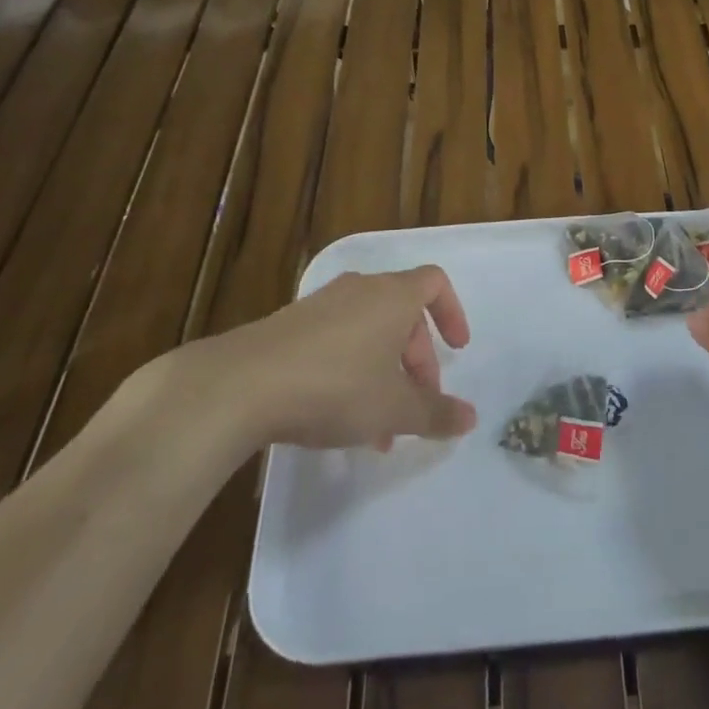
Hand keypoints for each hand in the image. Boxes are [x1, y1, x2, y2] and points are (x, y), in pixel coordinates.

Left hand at [167, 266, 477, 451]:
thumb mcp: (394, 409)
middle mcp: (359, 290)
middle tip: (415, 404)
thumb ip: (435, 414)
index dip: (452, 313)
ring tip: (376, 425)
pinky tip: (334, 415)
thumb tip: (469, 419)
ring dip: (382, 372)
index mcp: (392, 297)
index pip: (435, 283)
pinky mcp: (286, 326)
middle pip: (402, 314)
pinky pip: (334, 340)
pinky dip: (349, 370)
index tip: (457, 350)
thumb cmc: (335, 387)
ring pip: (367, 332)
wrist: (239, 386)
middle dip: (416, 360)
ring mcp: (318, 305)